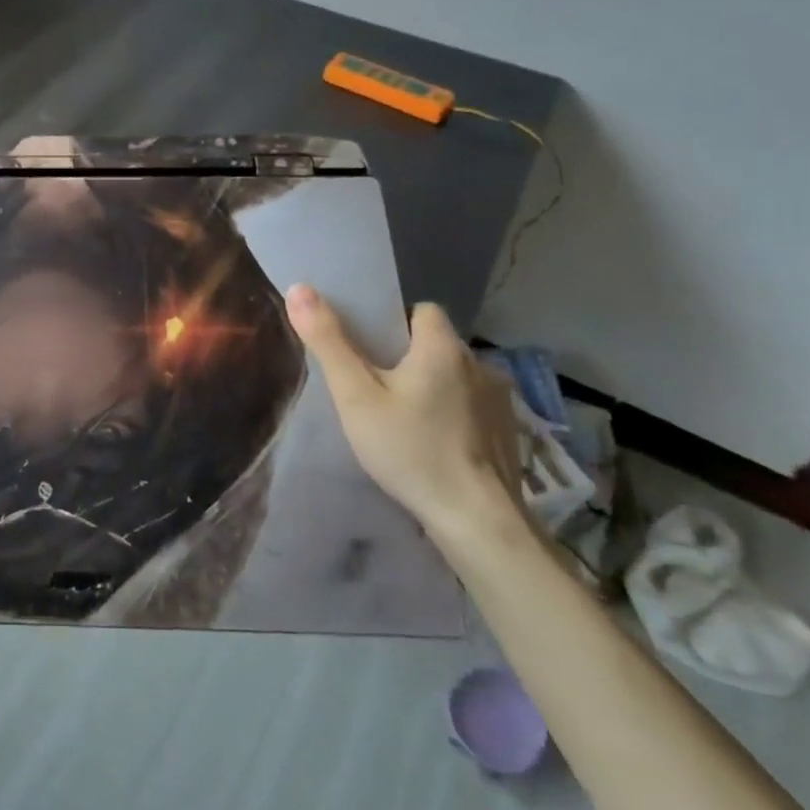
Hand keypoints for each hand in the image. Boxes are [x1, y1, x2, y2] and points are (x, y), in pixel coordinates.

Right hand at [286, 288, 525, 548]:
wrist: (477, 521)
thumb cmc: (410, 449)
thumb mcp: (355, 395)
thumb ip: (328, 341)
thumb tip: (300, 288)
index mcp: (442, 347)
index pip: (421, 311)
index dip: (394, 323)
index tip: (370, 350)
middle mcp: (479, 364)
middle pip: (436, 344)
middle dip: (409, 358)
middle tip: (377, 388)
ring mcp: (500, 400)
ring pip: (455, 376)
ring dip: (434, 386)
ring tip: (406, 418)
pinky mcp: (509, 433)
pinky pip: (473, 406)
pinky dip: (454, 414)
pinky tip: (436, 444)